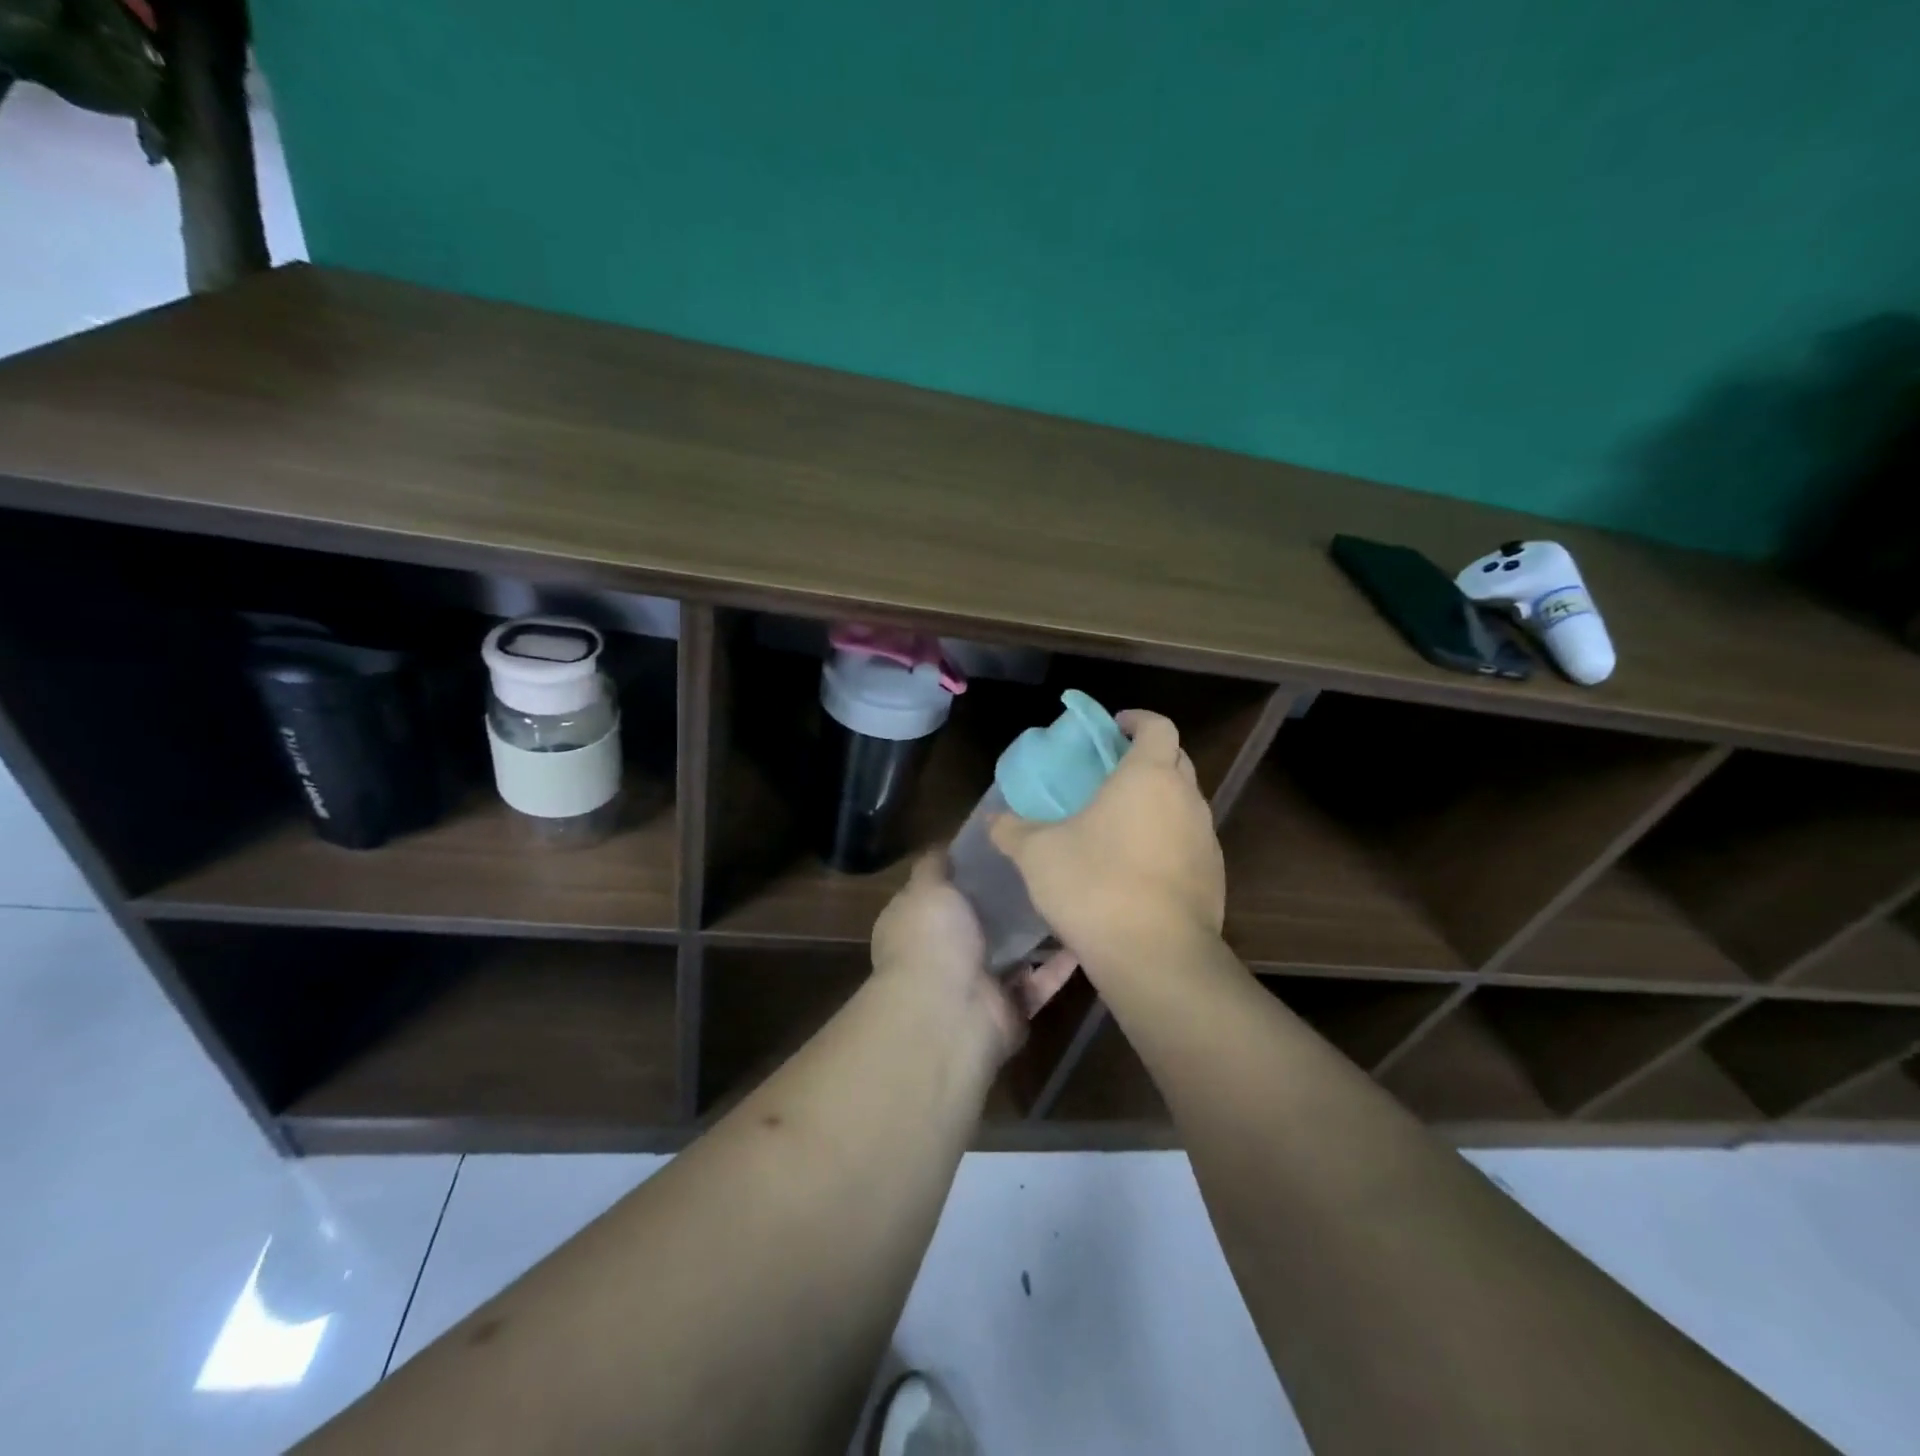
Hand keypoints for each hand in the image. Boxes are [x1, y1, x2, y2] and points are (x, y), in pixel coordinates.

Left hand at [871, 853, 1078, 1062]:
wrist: (949, 1014)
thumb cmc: (932, 941)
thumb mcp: (926, 889)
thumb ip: (935, 866)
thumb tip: (944, 846)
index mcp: (918, 924)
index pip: (940, 891)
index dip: (966, 869)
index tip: (1000, 841)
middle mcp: (944, 954)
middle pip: (980, 921)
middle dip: (1006, 898)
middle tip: (1043, 863)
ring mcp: (977, 984)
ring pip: (1012, 952)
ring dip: (1036, 930)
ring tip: (1068, 892)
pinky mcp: (1010, 1008)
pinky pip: (1040, 981)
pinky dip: (1061, 963)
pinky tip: (1085, 931)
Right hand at [988, 710, 1224, 985]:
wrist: (1156, 957)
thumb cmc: (1095, 886)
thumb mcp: (1038, 854)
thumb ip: (1012, 830)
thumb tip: (992, 819)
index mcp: (1149, 776)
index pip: (1157, 726)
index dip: (1137, 720)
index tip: (1113, 728)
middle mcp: (1187, 799)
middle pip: (1176, 760)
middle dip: (1147, 758)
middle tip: (1110, 774)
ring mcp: (1206, 839)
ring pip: (1185, 803)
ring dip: (1158, 802)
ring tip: (1120, 823)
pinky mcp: (1214, 877)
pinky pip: (1190, 842)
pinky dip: (1168, 840)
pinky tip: (1137, 868)